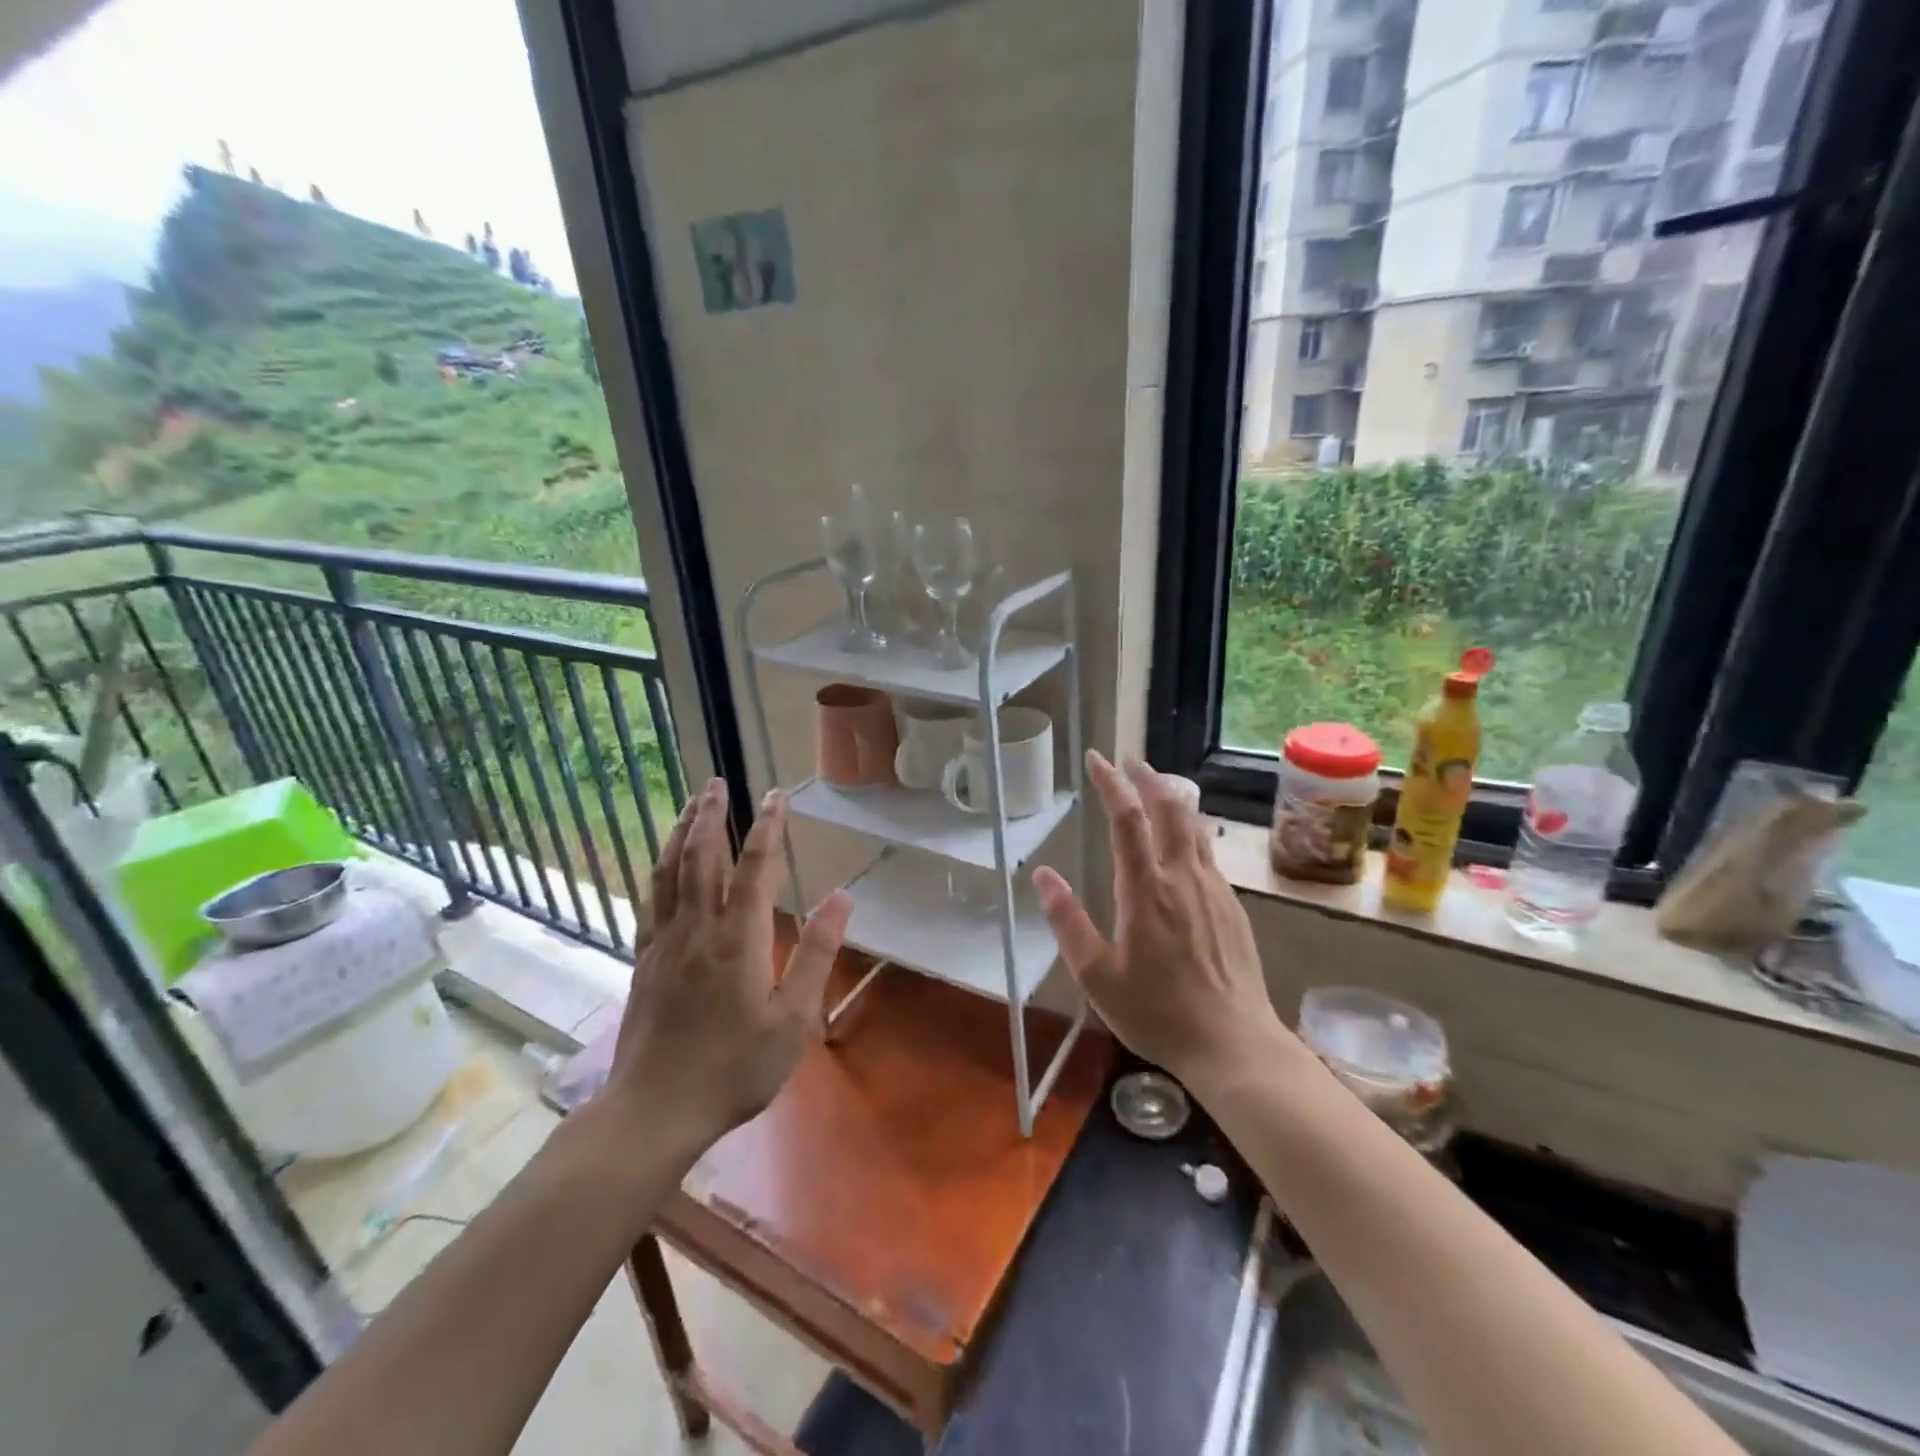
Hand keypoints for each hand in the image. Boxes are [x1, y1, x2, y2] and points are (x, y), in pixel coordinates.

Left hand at [603, 778, 851, 1152]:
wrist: (655, 1111)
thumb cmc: (734, 1070)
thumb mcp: (792, 1021)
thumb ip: (817, 955)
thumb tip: (842, 898)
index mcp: (738, 940)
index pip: (755, 868)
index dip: (768, 828)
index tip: (777, 796)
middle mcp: (697, 929)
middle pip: (701, 857)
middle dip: (711, 815)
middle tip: (717, 782)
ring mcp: (663, 943)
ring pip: (669, 872)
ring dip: (680, 833)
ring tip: (690, 806)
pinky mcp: (643, 960)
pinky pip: (650, 900)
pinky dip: (658, 869)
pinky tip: (663, 863)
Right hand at [1034, 753, 1287, 1089]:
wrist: (1234, 1044)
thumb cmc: (1157, 1012)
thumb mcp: (1097, 975)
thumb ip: (1067, 922)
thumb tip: (1043, 875)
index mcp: (1146, 890)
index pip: (1127, 819)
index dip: (1111, 783)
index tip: (1096, 759)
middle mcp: (1183, 877)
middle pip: (1170, 809)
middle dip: (1148, 778)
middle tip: (1129, 761)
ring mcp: (1214, 889)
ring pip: (1195, 826)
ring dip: (1173, 799)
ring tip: (1156, 787)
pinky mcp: (1233, 906)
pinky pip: (1208, 853)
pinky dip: (1190, 830)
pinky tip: (1183, 842)